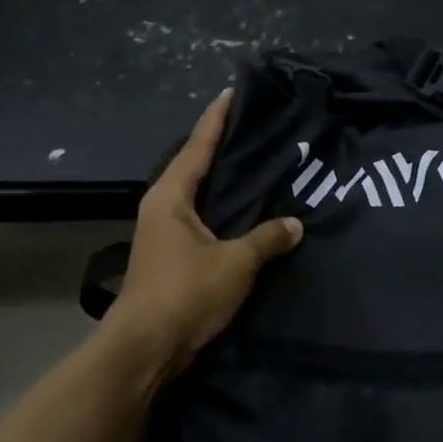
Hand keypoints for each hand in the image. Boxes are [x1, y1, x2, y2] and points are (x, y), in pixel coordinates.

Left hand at [105, 88, 303, 370]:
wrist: (146, 348)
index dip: (217, 118)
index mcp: (170, 196)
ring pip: (198, 195)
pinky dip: (223, 209)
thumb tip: (296, 224)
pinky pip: (202, 219)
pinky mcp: (171, 256)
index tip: (232, 92)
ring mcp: (163, 233)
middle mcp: (162, 207)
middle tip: (256, 129)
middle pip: (194, 165)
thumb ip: (267, 239)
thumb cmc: (186, 294)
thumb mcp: (235, 263)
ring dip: (222, 180)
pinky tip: (246, 213)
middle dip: (221, 146)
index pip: (198, 145)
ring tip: (256, 165)